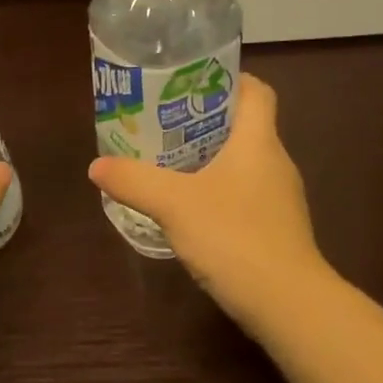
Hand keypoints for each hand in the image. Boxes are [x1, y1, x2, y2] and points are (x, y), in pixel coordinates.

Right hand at [87, 73, 327, 331]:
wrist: (287, 303)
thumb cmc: (234, 237)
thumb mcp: (174, 204)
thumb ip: (134, 181)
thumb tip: (96, 166)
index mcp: (259, 141)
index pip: (256, 91)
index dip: (229, 79)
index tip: (191, 82)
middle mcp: (276, 163)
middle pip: (245, 127)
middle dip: (206, 121)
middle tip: (164, 123)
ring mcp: (280, 199)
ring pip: (244, 164)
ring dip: (211, 159)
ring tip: (170, 164)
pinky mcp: (276, 230)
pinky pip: (245, 196)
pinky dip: (219, 193)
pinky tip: (191, 210)